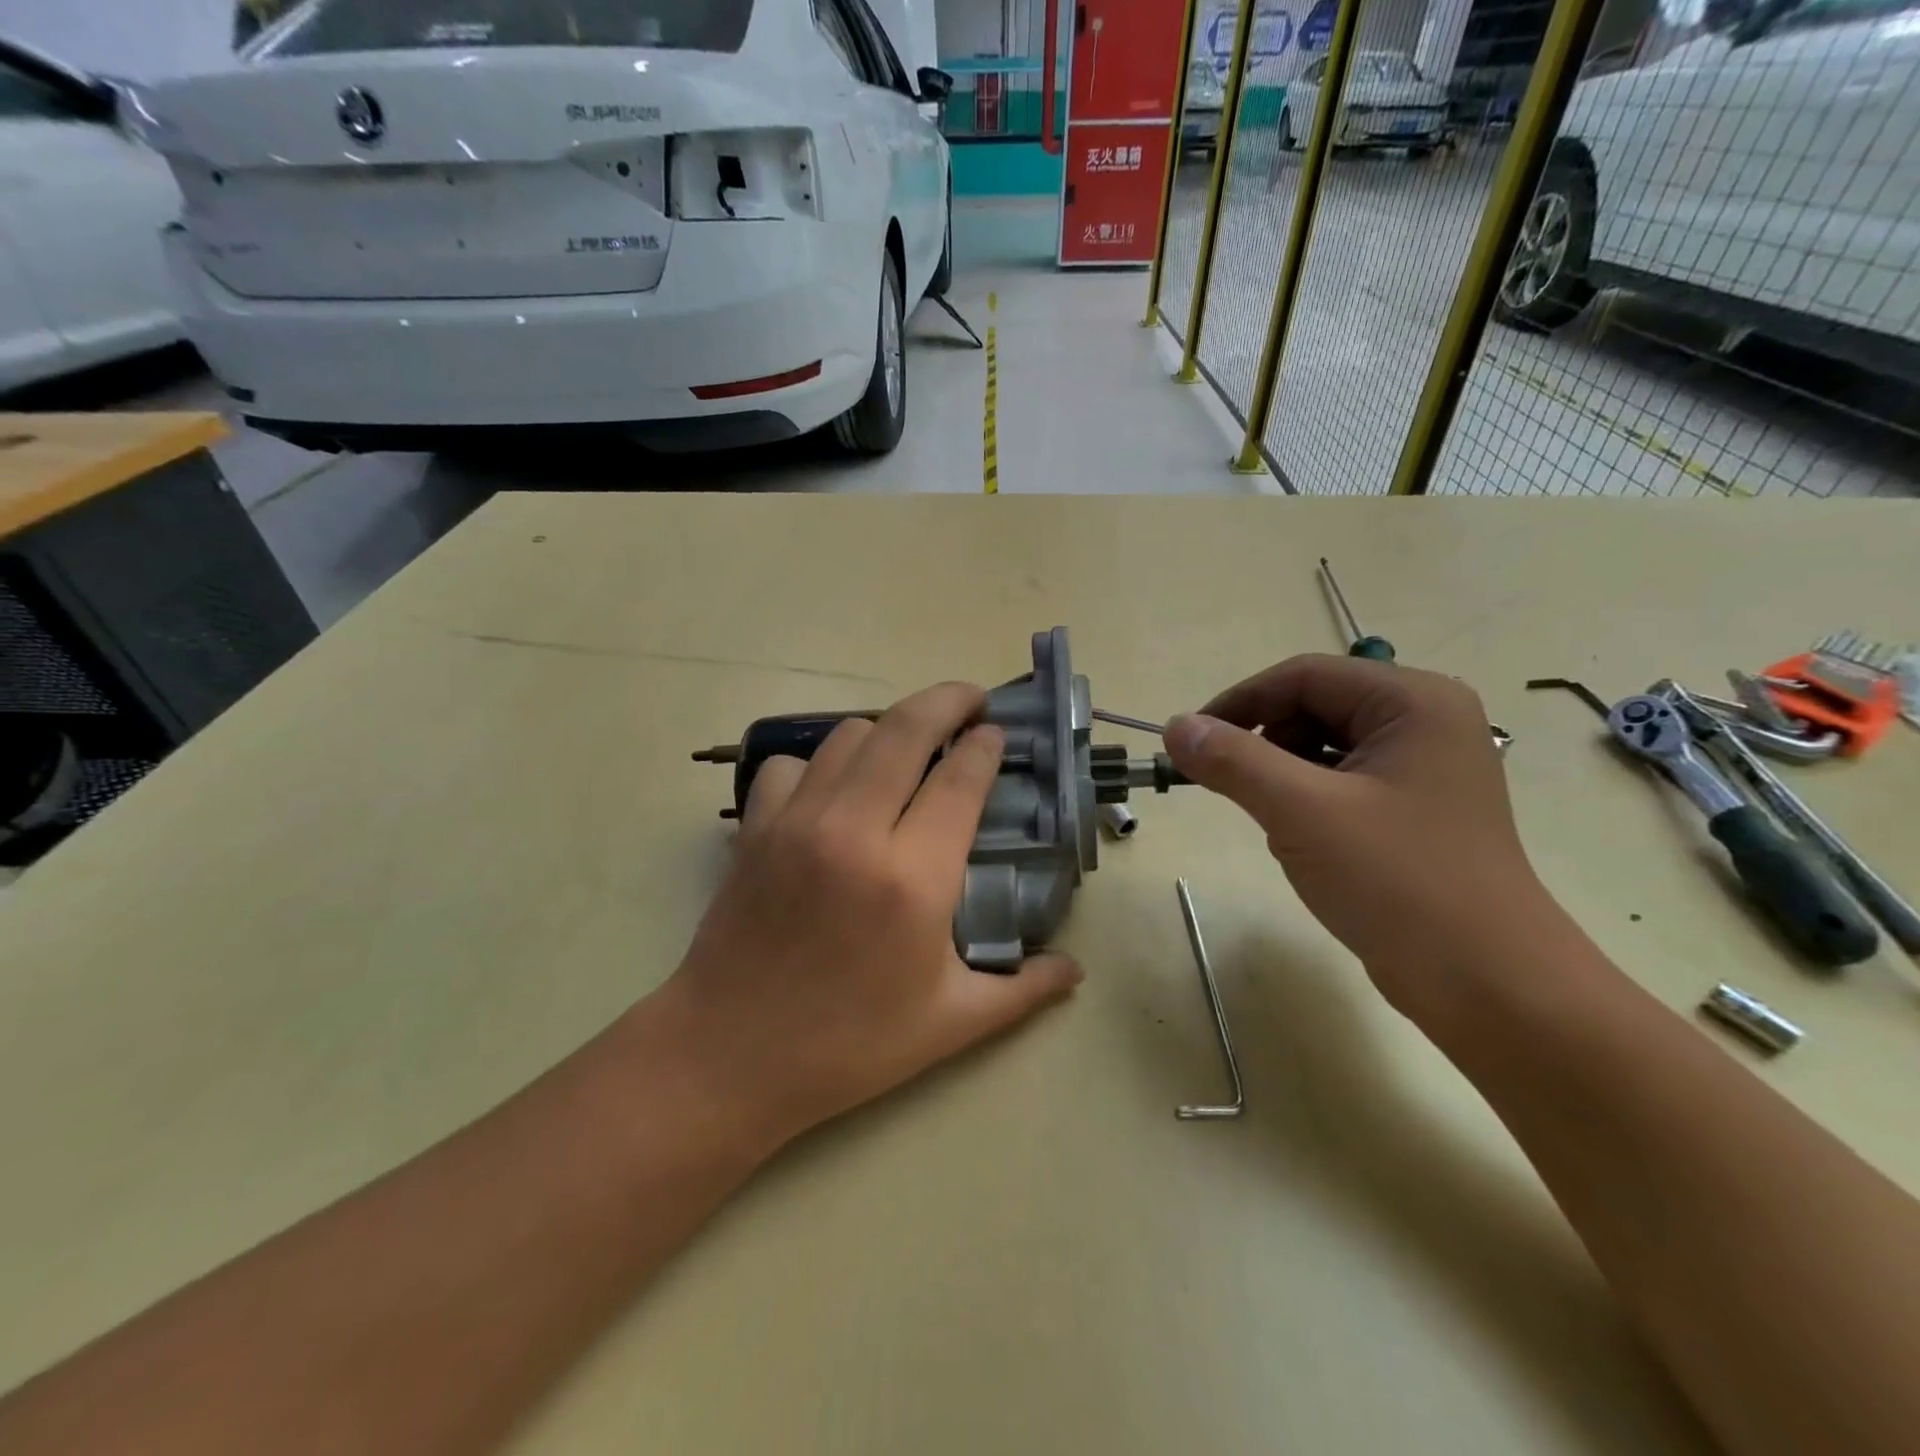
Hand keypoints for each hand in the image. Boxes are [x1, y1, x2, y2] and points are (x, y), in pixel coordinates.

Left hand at [663, 682, 1081, 1146]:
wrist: (728, 1057)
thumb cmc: (849, 1045)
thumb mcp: (951, 1024)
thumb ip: (1022, 990)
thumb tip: (1075, 970)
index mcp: (914, 878)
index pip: (960, 778)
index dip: (986, 746)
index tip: (998, 733)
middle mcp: (855, 832)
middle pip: (906, 728)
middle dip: (947, 700)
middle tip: (970, 701)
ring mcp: (797, 822)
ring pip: (849, 735)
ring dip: (887, 731)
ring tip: (908, 750)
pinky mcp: (755, 829)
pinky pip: (790, 764)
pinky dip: (818, 764)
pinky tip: (834, 791)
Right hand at [1162, 655, 1555, 1013]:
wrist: (1486, 984)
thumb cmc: (1398, 881)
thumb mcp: (1302, 812)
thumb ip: (1233, 761)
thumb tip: (1175, 727)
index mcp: (1414, 702)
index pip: (1304, 676)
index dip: (1238, 702)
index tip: (1188, 743)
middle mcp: (1424, 722)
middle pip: (1314, 706)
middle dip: (1261, 742)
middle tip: (1223, 784)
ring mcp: (1422, 768)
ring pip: (1321, 746)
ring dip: (1280, 774)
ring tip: (1273, 820)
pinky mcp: (1412, 810)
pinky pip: (1338, 782)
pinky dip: (1304, 800)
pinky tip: (1301, 841)